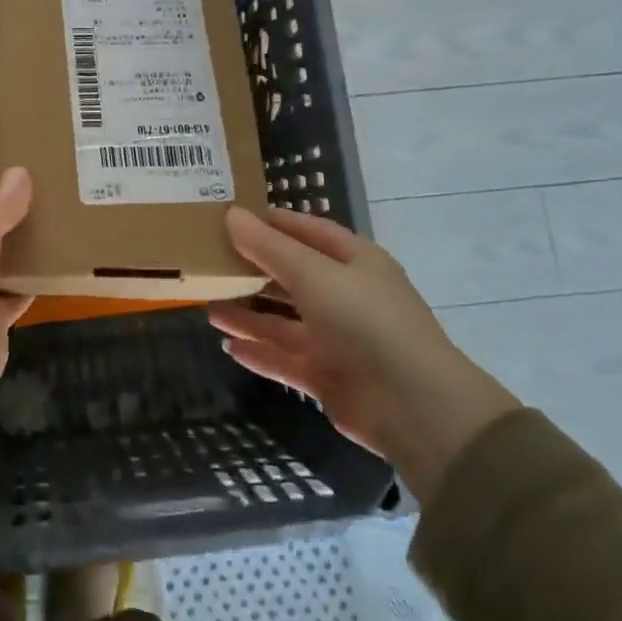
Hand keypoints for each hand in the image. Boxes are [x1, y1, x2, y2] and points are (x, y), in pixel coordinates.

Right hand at [210, 205, 518, 503]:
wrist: (413, 407)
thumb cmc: (366, 321)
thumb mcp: (314, 274)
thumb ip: (269, 247)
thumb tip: (231, 214)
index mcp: (355, 262)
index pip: (308, 231)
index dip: (272, 222)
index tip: (231, 216)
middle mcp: (346, 296)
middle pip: (292, 276)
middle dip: (253, 270)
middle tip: (209, 262)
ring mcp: (337, 339)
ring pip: (284, 321)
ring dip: (249, 314)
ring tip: (208, 306)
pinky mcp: (328, 376)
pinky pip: (285, 358)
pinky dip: (259, 353)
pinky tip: (229, 347)